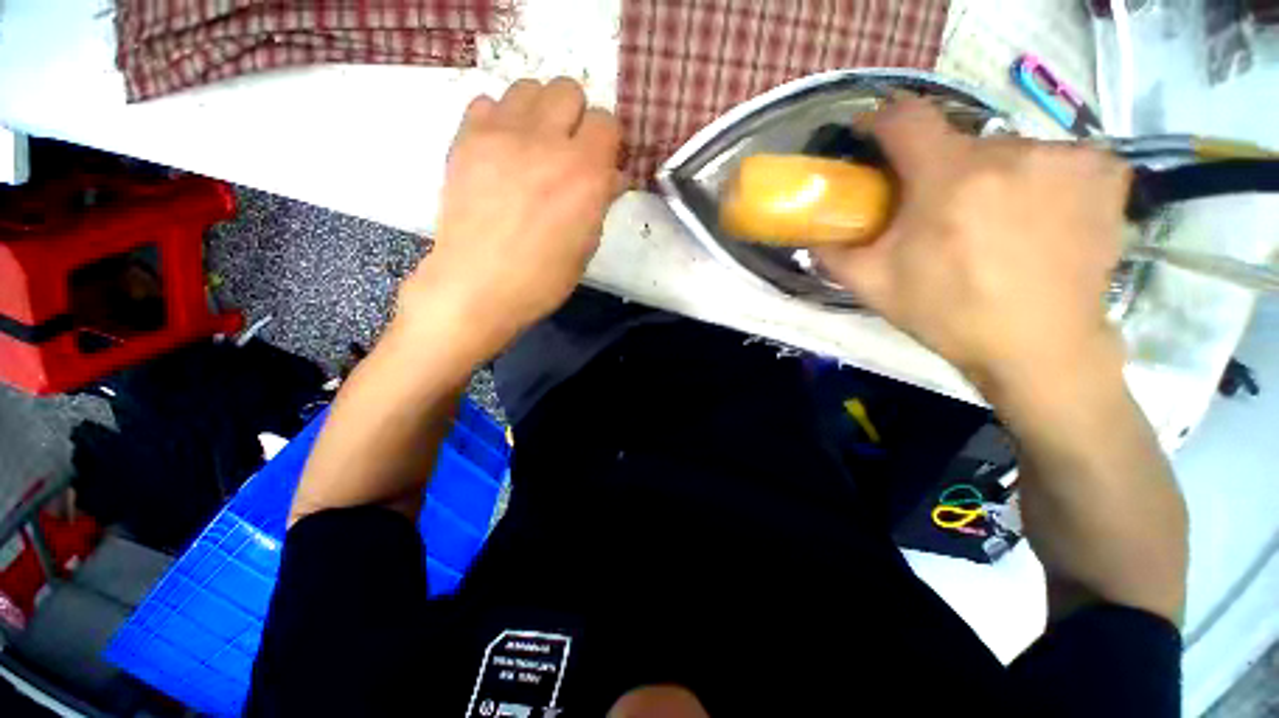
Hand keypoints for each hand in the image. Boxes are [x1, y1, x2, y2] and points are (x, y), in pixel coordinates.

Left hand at [399, 77, 621, 362]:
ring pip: (529, 87)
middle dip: (576, 119)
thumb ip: (601, 201)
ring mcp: (501, 133)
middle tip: (569, 153)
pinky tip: (503, 152)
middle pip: (569, 90)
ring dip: (540, 113)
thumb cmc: (542, 278)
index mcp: (585, 174)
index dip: (608, 144)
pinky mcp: (466, 138)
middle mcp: (547, 141)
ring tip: (536, 147)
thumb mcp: (586, 246)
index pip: (608, 123)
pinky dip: (501, 120)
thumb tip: (611, 177)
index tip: (602, 165)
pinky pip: (488, 102)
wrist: (477, 285)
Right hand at [816, 99, 1131, 401]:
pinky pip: (1055, 159)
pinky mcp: (1105, 171)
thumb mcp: (874, 287)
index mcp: (949, 179)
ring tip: (990, 222)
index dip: (880, 122)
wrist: (1040, 347)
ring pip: (1006, 152)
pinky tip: (1038, 216)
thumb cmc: (949, 314)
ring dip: (988, 177)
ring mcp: (1066, 157)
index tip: (872, 140)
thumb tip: (812, 235)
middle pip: (956, 142)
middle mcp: (1011, 151)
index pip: (905, 118)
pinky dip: (1038, 180)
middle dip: (937, 171)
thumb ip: (834, 255)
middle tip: (935, 212)